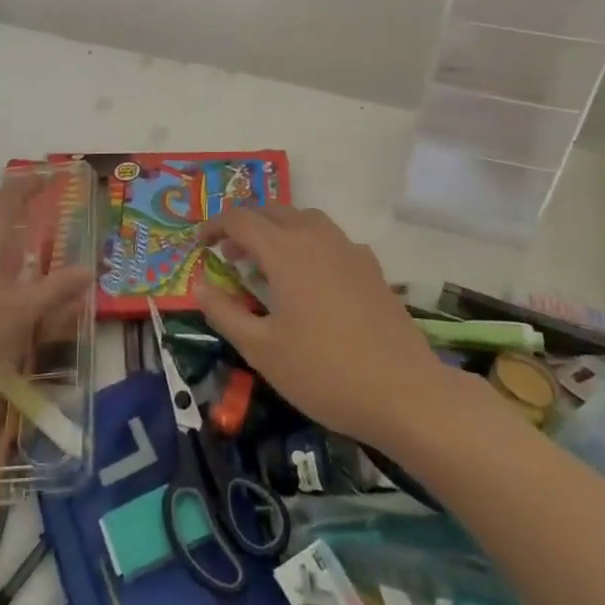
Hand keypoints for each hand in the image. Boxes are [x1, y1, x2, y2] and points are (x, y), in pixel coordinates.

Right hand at [193, 205, 481, 453]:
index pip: (240, 220)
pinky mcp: (372, 268)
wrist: (405, 394)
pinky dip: (308, 244)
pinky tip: (310, 280)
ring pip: (305, 219)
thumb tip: (198, 285)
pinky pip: (330, 239)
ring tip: (267, 263)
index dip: (214, 227)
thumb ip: (224, 312)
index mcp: (285, 250)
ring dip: (278, 229)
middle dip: (245, 226)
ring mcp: (349, 249)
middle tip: (229, 256)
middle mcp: (316, 237)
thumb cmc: (323, 372)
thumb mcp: (261, 349)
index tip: (199, 246)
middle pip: (273, 211)